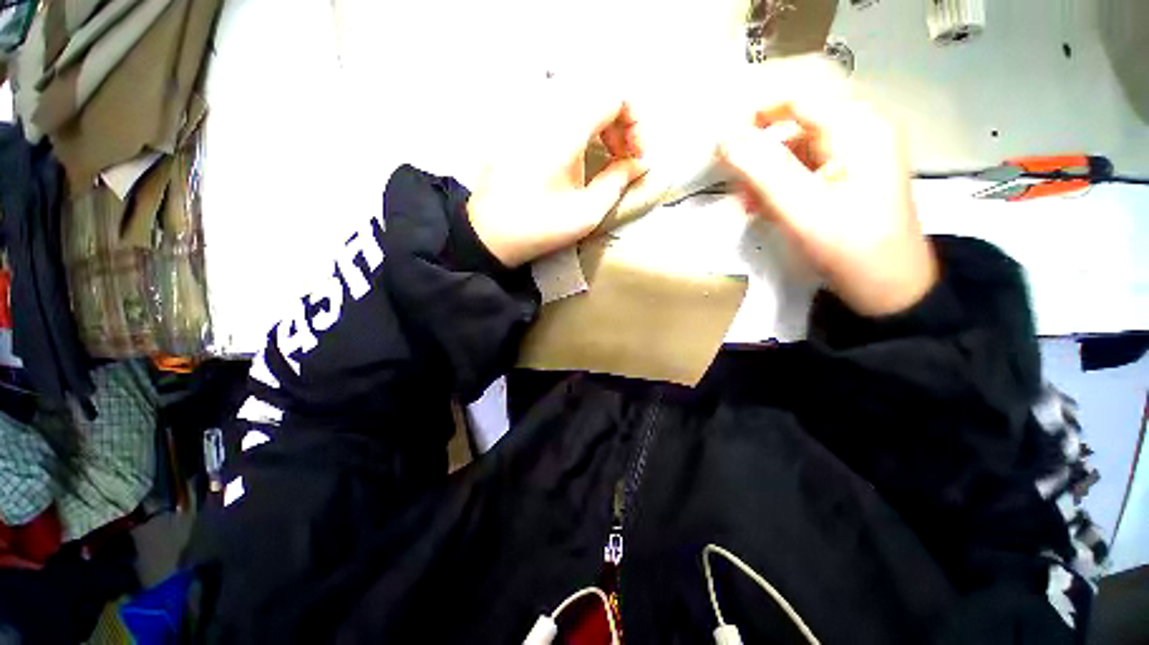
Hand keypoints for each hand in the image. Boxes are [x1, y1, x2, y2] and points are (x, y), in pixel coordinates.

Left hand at [467, 79, 646, 267]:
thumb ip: (618, 182)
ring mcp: (530, 116)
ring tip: (606, 158)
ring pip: (580, 99)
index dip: (635, 123)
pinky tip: (581, 154)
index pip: (614, 94)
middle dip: (621, 123)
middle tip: (624, 159)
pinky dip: (581, 126)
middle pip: (598, 92)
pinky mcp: (521, 126)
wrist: (491, 233)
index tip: (635, 156)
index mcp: (565, 129)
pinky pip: (561, 111)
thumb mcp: (587, 213)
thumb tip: (640, 164)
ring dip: (601, 124)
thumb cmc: (540, 227)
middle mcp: (546, 111)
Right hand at [717, 57, 937, 316]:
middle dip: (757, 144)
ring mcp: (853, 152)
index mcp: (857, 127)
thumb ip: (761, 170)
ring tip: (743, 199)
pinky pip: (803, 165)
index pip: (797, 95)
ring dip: (764, 168)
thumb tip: (724, 139)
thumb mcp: (800, 209)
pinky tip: (760, 204)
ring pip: (795, 144)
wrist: (888, 287)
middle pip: (796, 118)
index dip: (755, 111)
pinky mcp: (846, 173)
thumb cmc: (849, 248)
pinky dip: (777, 181)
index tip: (721, 141)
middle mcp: (859, 129)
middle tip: (729, 173)